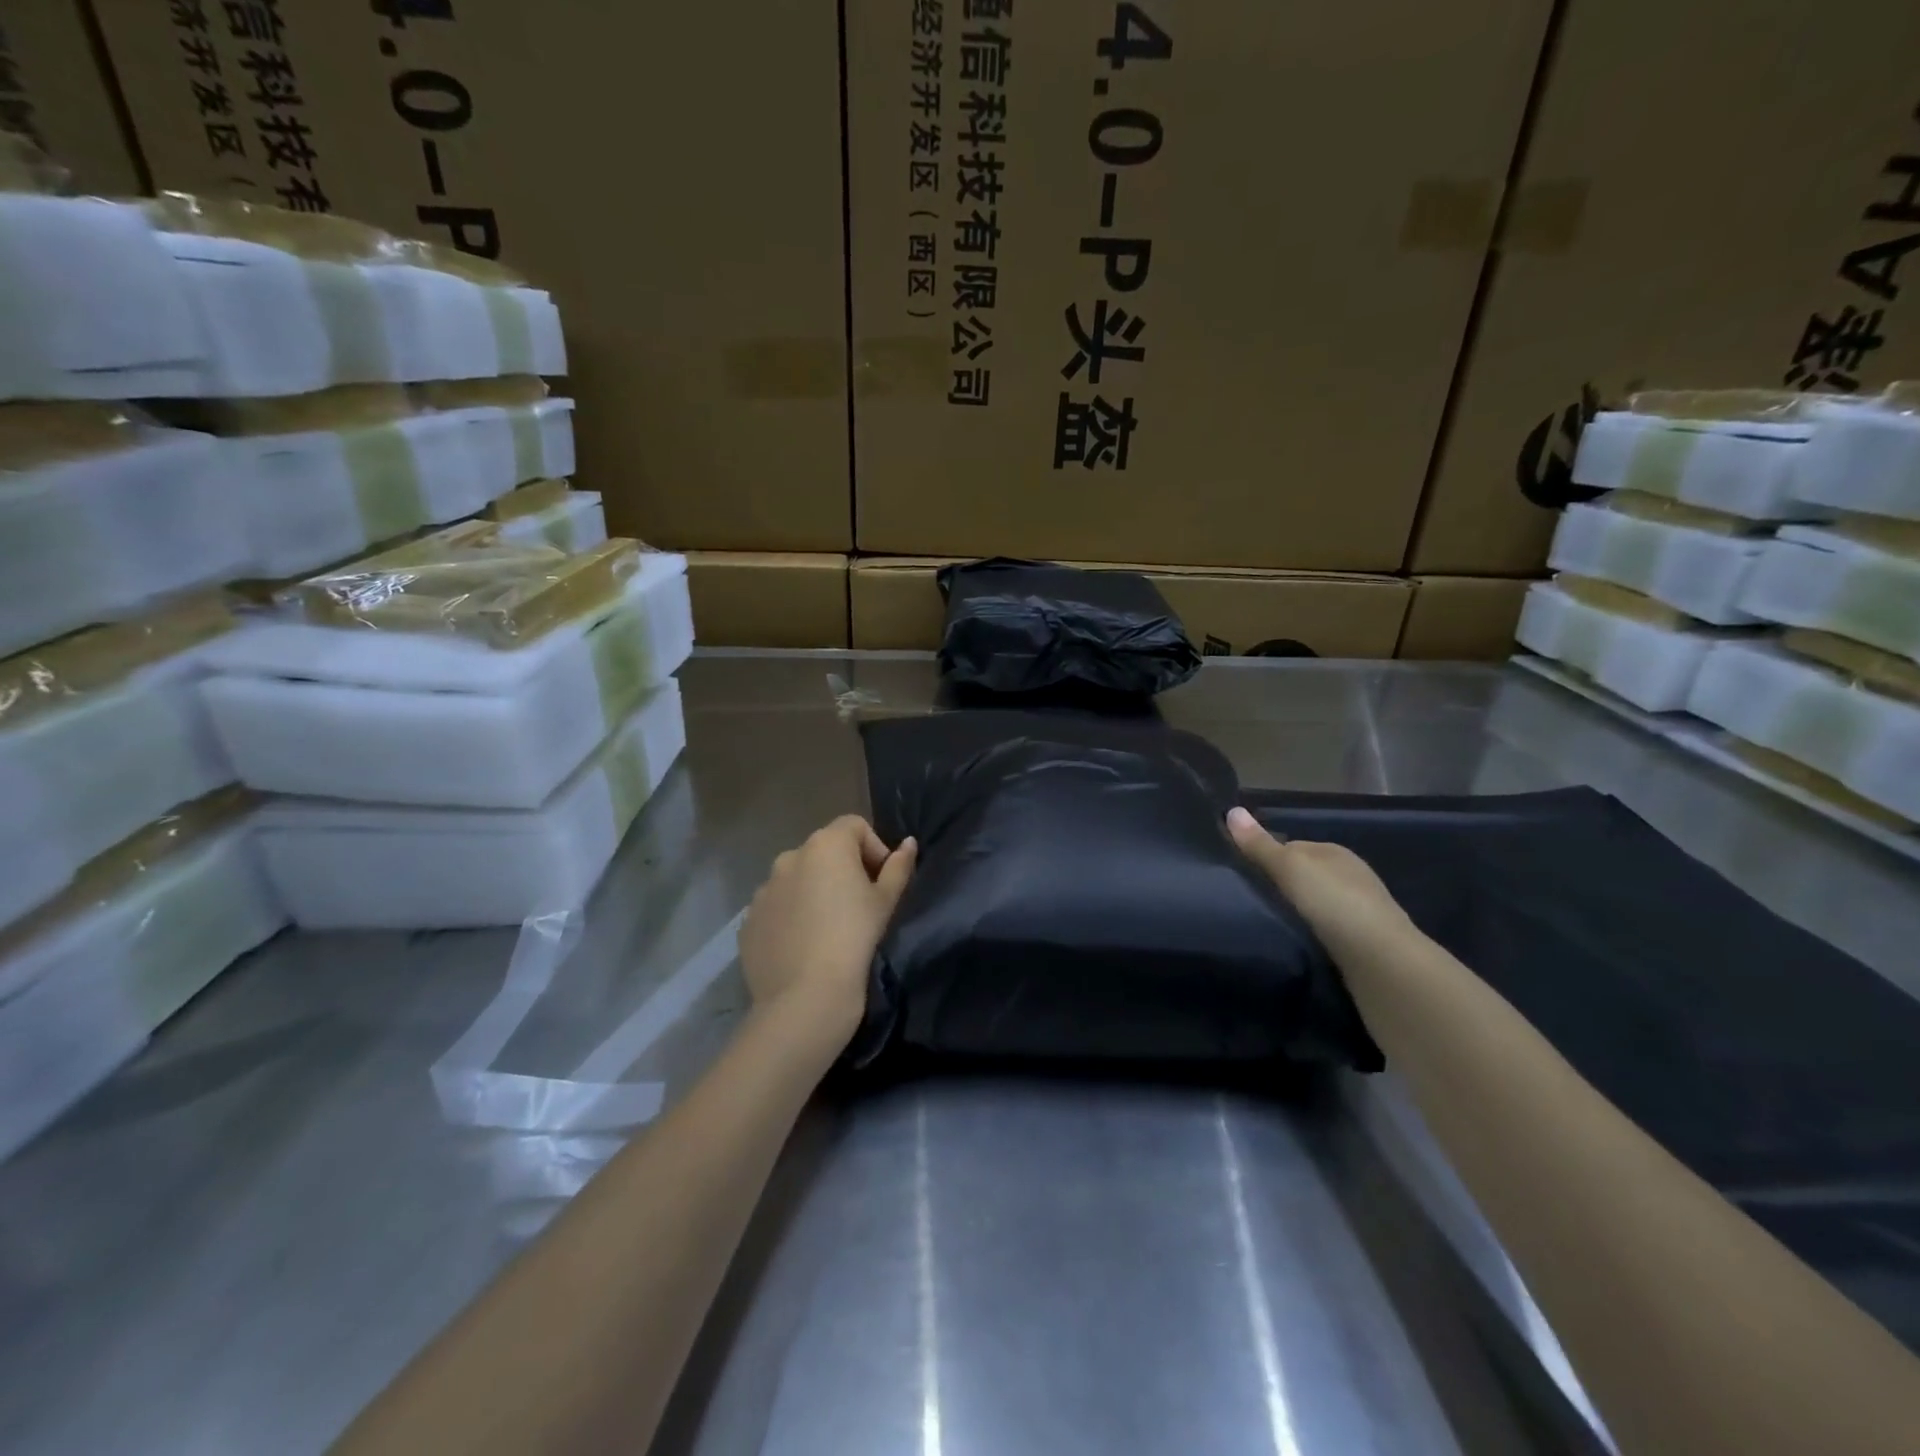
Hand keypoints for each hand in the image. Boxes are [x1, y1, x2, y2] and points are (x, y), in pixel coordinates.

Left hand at [741, 816, 917, 1040]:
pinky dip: (791, 917)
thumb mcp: (886, 902)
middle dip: (843, 870)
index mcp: (825, 845)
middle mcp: (789, 857)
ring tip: (829, 928)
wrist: (805, 996)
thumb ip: (898, 867)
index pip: (854, 826)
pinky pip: (777, 908)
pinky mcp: (749, 920)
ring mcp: (764, 889)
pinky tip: (804, 946)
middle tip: (859, 906)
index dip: (873, 848)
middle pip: (824, 851)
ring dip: (814, 892)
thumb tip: (908, 844)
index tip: (881, 882)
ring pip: (797, 879)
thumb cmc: (855, 938)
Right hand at [1226, 806, 1413, 956]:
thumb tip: (1231, 810)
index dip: (1264, 857)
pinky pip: (1321, 930)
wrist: (1383, 964)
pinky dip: (1306, 934)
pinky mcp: (1359, 944)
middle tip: (1247, 902)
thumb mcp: (1291, 867)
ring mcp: (1357, 912)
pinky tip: (1291, 943)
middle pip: (1302, 876)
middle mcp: (1349, 877)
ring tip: (1263, 925)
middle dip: (1279, 887)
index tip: (1239, 875)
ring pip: (1312, 905)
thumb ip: (1260, 845)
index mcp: (1335, 852)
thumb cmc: (1335, 904)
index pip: (1290, 846)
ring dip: (1293, 913)